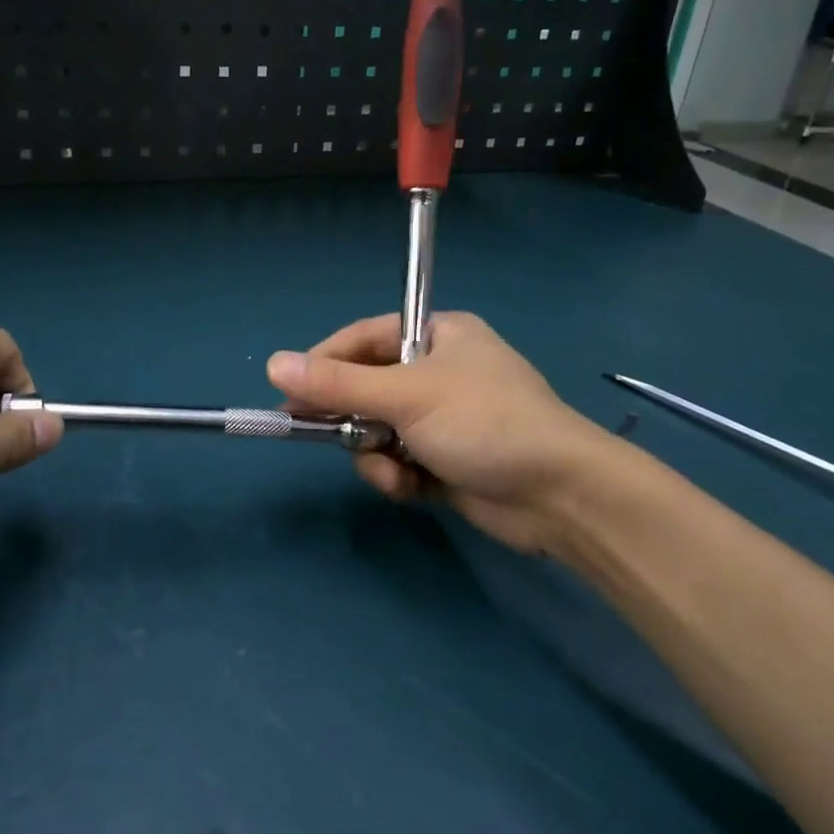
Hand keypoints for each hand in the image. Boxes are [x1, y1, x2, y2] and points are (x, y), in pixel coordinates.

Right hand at [267, 313, 625, 556]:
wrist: (561, 497)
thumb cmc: (485, 423)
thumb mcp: (407, 396)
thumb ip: (339, 384)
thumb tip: (273, 363)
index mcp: (439, 336)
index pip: (365, 338)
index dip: (325, 361)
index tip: (290, 390)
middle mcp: (440, 372)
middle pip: (367, 387)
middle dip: (352, 417)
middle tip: (321, 434)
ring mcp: (444, 419)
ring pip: (378, 429)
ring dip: (375, 453)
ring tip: (392, 471)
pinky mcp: (447, 461)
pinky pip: (398, 460)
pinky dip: (397, 475)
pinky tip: (410, 488)